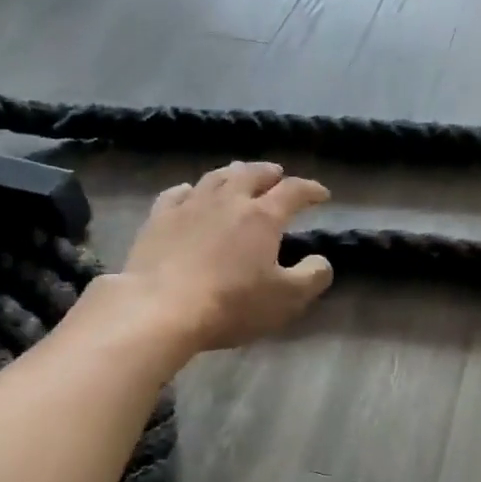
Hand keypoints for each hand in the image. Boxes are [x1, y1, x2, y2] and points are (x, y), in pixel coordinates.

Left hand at [119, 162, 333, 349]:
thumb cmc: (231, 304)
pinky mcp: (158, 219)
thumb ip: (312, 277)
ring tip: (239, 176)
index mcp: (262, 216)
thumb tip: (321, 261)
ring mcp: (190, 206)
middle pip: (252, 174)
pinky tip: (190, 192)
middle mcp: (228, 200)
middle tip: (278, 175)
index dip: (310, 189)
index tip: (322, 194)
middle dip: (269, 173)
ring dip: (233, 173)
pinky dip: (191, 189)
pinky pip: (177, 193)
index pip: (293, 191)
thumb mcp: (286, 299)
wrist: (160, 309)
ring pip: (215, 177)